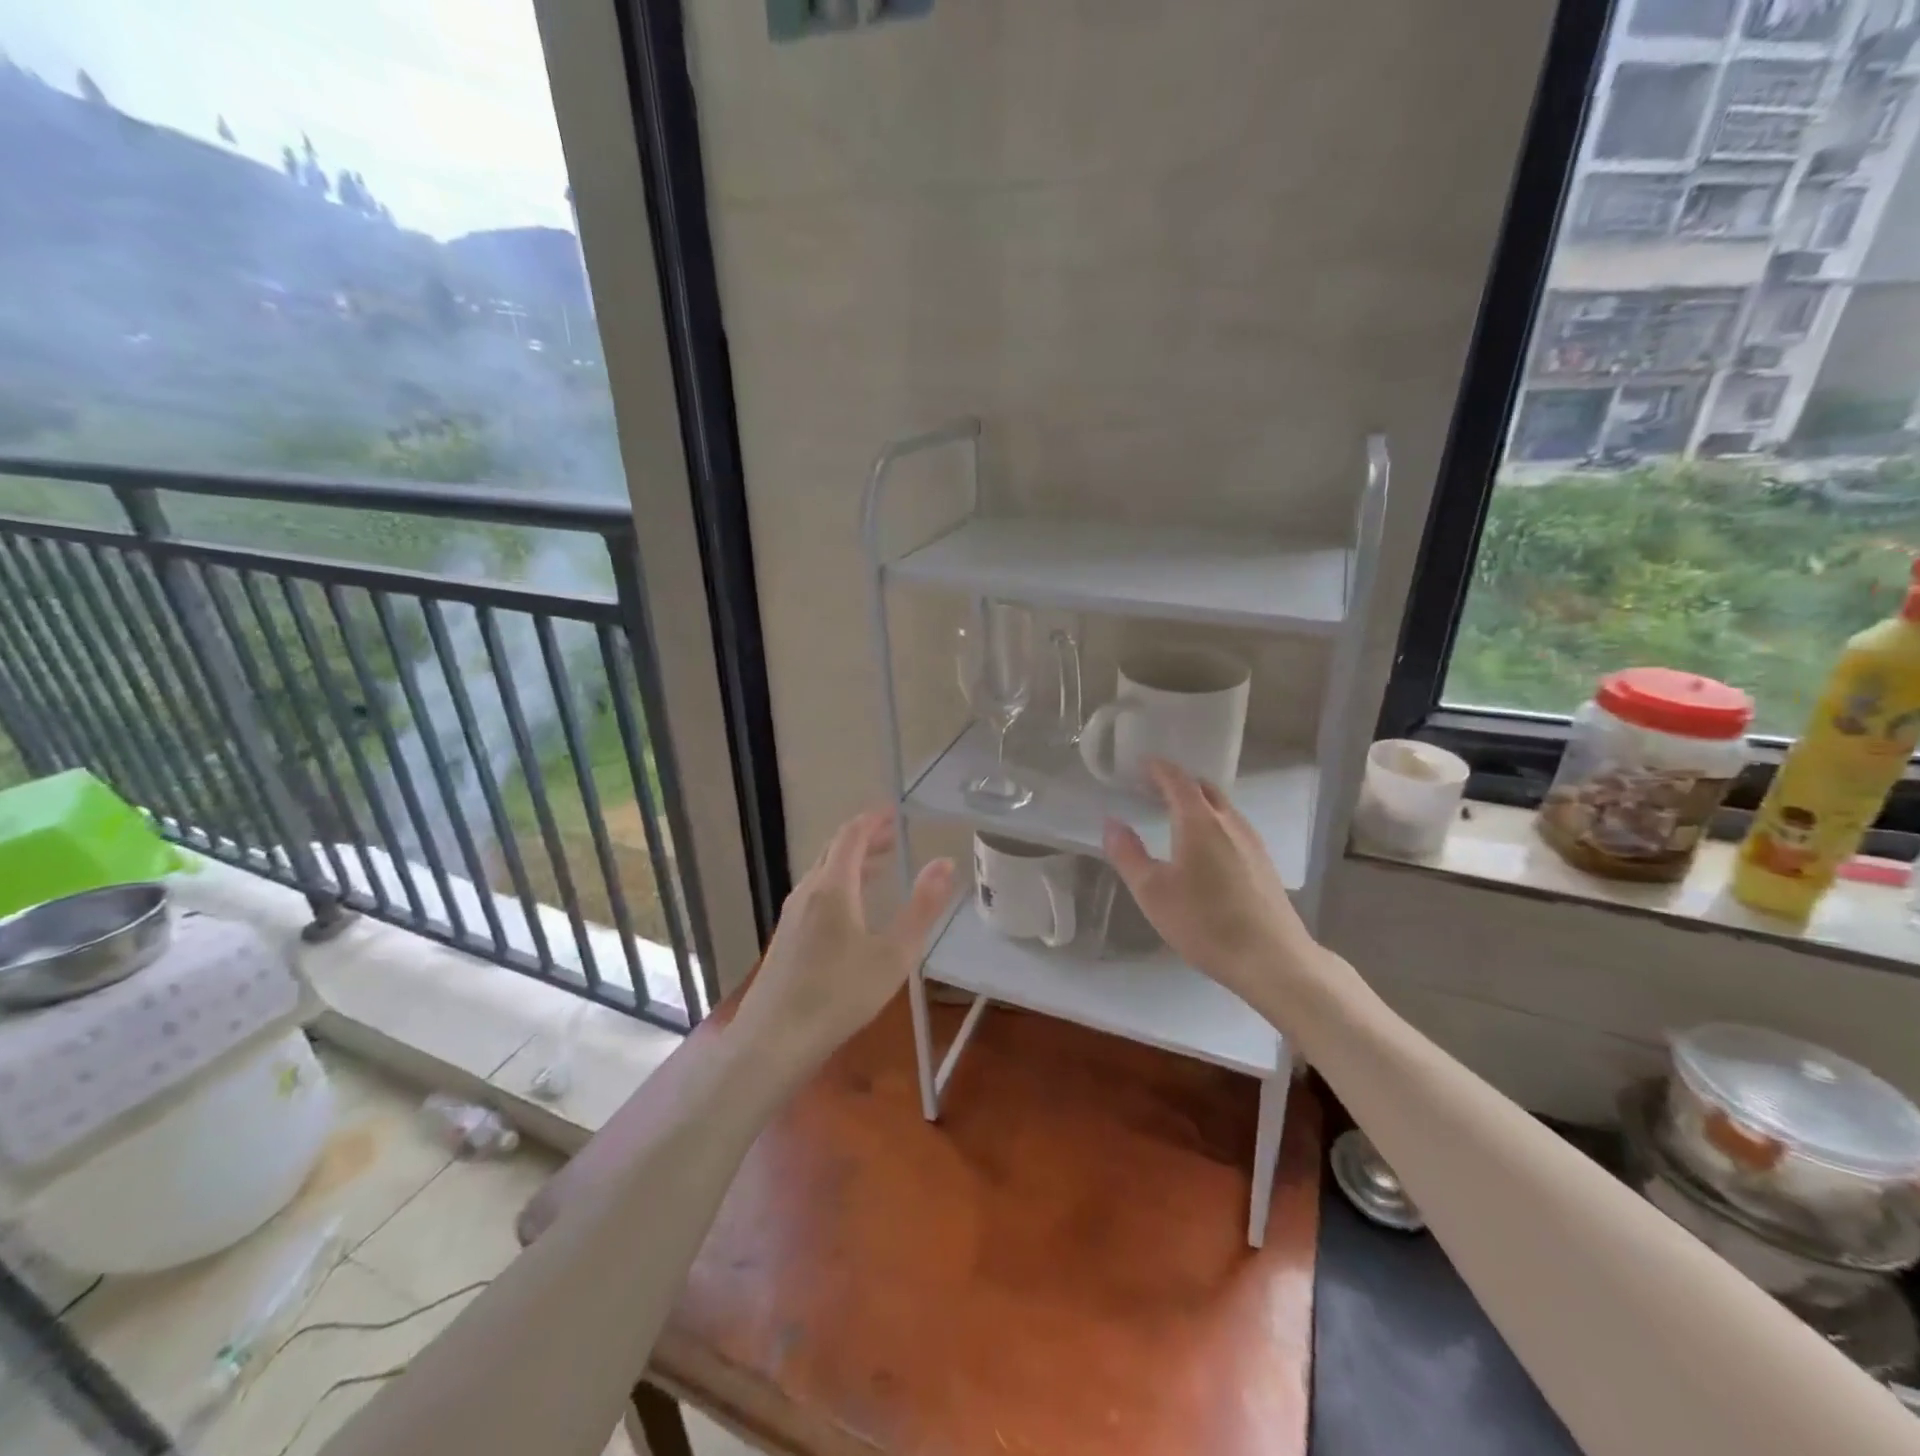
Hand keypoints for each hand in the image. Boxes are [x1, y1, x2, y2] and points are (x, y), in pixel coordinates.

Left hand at [735, 808, 953, 1068]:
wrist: (775, 1040)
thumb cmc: (841, 995)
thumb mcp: (894, 954)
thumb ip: (922, 907)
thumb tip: (945, 862)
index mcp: (833, 887)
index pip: (852, 836)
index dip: (873, 819)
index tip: (894, 811)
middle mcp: (808, 891)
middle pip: (835, 850)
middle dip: (865, 838)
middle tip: (893, 836)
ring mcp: (792, 914)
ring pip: (823, 873)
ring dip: (852, 862)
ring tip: (880, 867)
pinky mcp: (785, 936)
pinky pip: (815, 893)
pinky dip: (839, 884)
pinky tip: (851, 909)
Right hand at [1102, 760, 1332, 1014]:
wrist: (1271, 959)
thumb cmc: (1204, 922)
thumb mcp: (1152, 892)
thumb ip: (1128, 854)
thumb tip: (1111, 822)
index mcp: (1200, 821)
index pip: (1178, 780)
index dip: (1159, 769)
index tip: (1141, 764)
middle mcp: (1229, 822)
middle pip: (1205, 789)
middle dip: (1179, 783)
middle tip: (1154, 789)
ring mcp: (1252, 842)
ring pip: (1223, 809)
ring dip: (1199, 803)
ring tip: (1175, 815)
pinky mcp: (1264, 863)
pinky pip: (1234, 828)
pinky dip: (1214, 823)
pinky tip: (1205, 848)